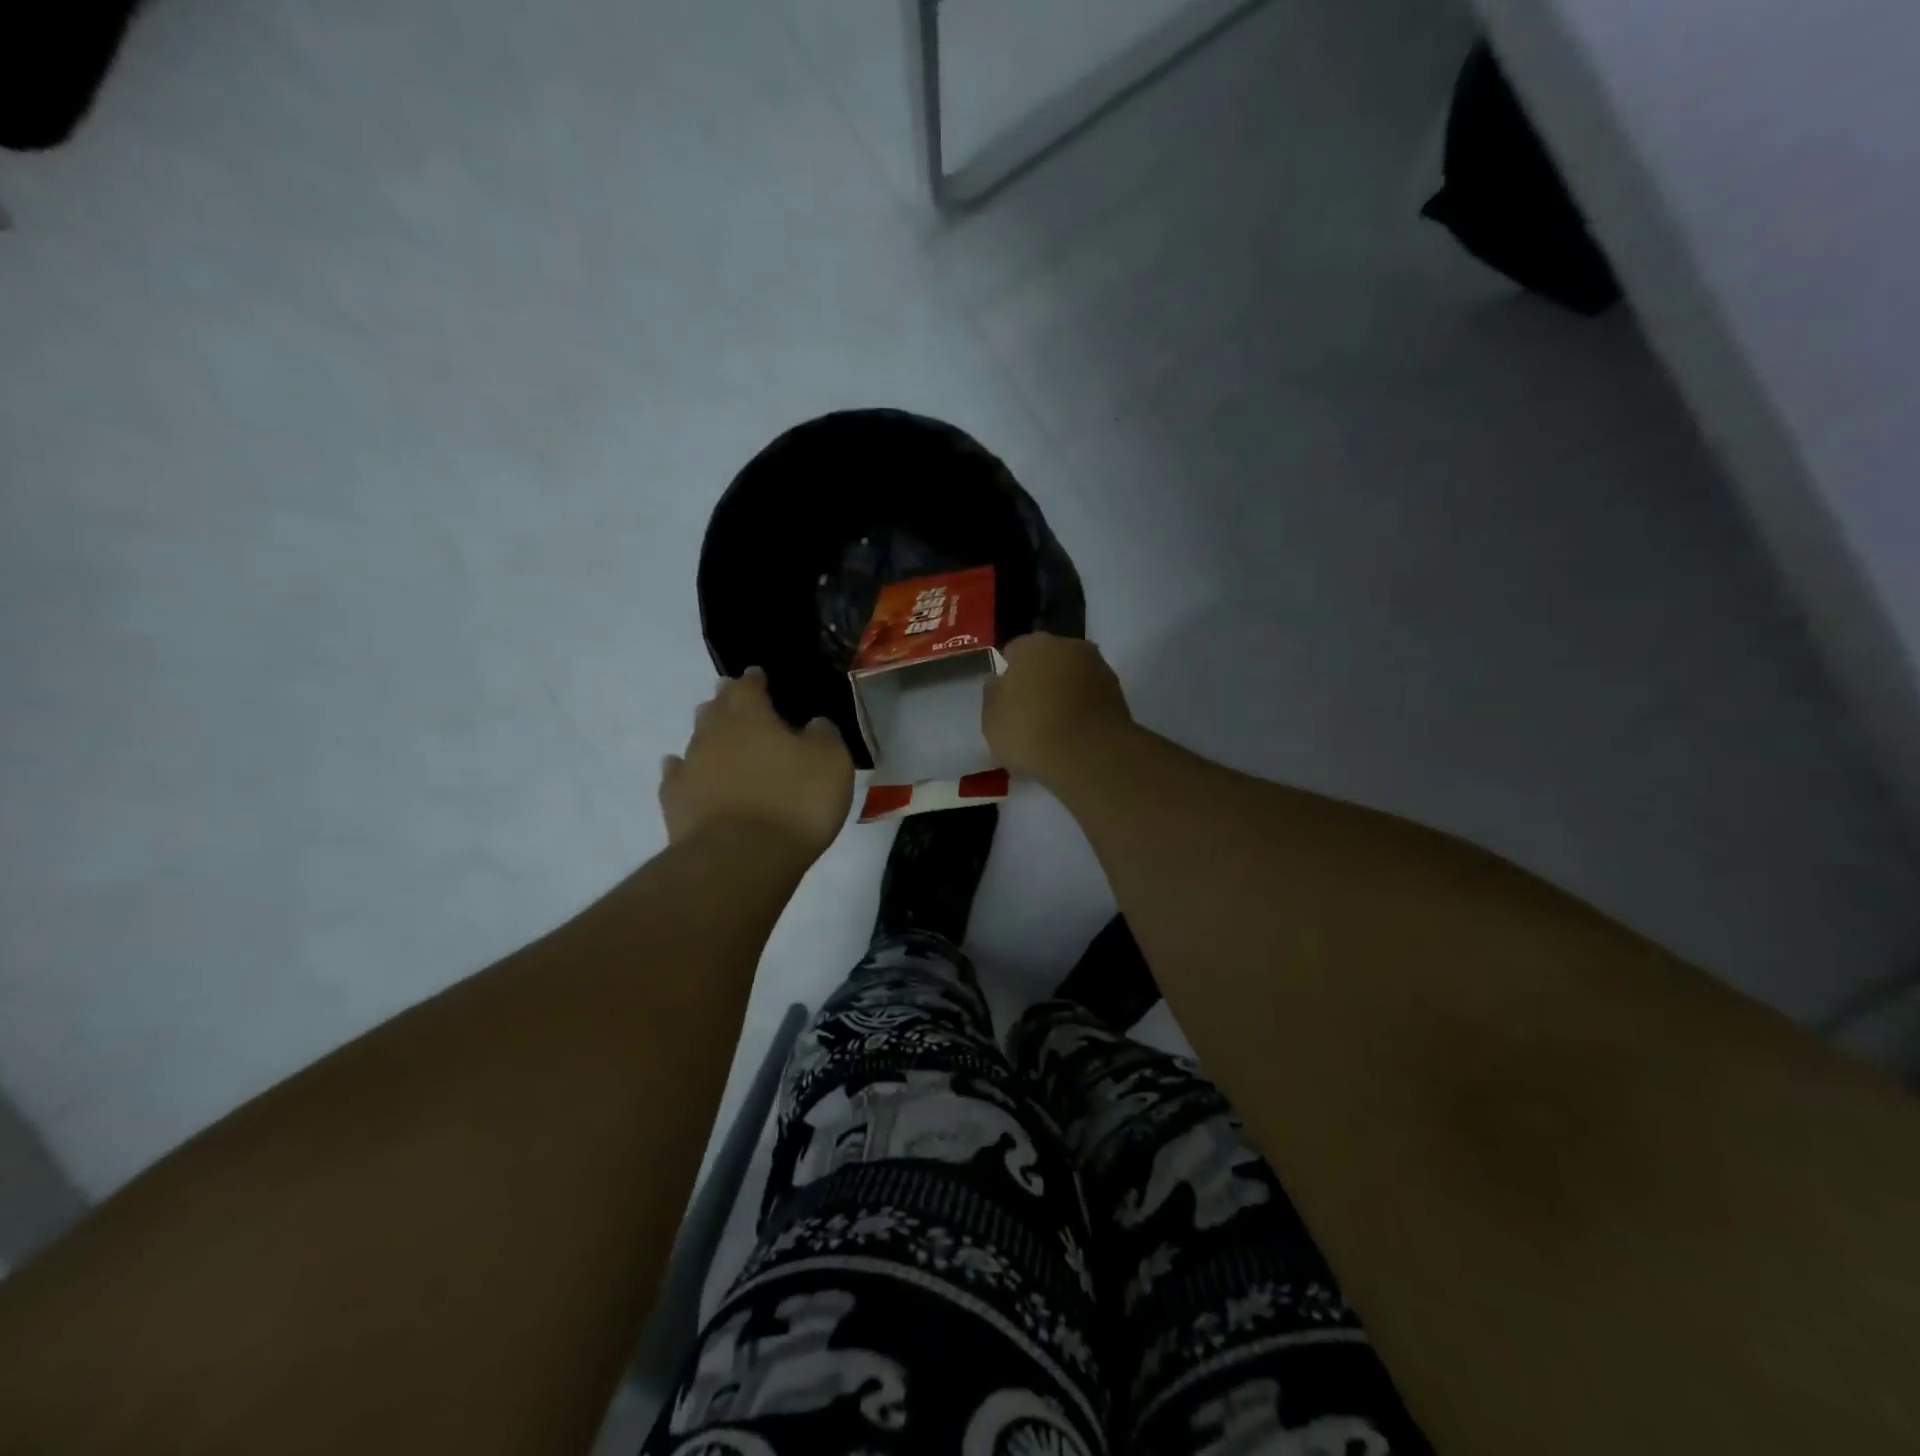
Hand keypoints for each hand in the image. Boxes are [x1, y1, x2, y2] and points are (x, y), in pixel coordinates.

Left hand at [660, 668, 853, 859]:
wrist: (741, 858)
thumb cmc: (795, 801)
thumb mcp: (831, 762)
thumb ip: (824, 735)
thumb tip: (814, 724)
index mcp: (750, 714)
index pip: (749, 686)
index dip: (755, 679)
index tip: (759, 676)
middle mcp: (713, 732)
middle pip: (716, 707)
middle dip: (726, 701)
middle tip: (734, 699)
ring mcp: (690, 766)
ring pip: (696, 739)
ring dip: (707, 734)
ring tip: (717, 735)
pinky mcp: (675, 802)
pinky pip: (677, 775)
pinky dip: (683, 769)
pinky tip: (683, 769)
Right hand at [983, 633, 1135, 783]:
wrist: (1089, 754)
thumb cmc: (1029, 731)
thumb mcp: (991, 719)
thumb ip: (994, 695)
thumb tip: (999, 681)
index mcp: (1032, 645)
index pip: (1014, 652)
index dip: (1009, 675)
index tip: (1007, 700)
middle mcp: (1068, 645)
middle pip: (1048, 660)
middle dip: (1040, 679)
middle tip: (1030, 712)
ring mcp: (1098, 667)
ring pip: (1073, 677)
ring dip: (1065, 693)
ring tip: (1055, 727)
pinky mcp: (1119, 693)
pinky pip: (1091, 698)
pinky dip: (1084, 710)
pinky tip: (1075, 734)